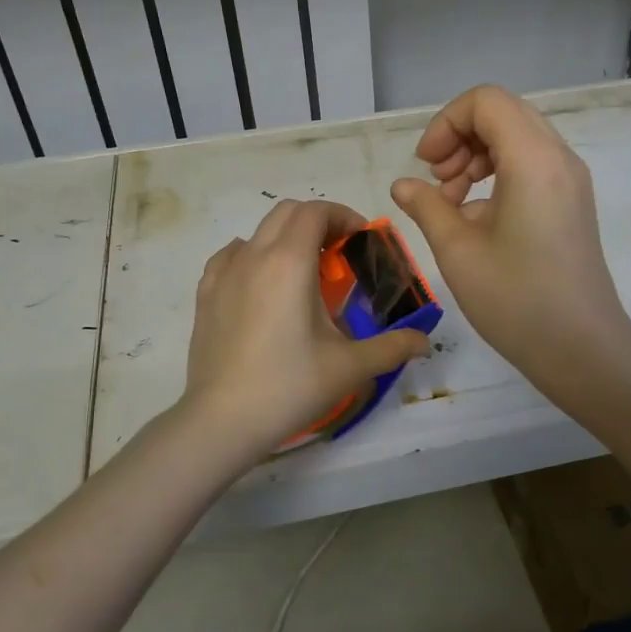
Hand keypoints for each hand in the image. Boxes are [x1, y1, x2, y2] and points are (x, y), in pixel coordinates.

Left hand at [180, 199, 430, 463]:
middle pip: (287, 211)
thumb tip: (424, 341)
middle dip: (317, 221)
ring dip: (286, 237)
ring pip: (258, 231)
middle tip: (339, 252)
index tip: (361, 239)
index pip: (316, 211)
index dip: (343, 215)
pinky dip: (253, 254)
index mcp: (290, 262)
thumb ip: (392, 347)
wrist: (223, 420)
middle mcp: (254, 255)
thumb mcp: (350, 367)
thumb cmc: (290, 386)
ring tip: (303, 271)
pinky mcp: (206, 293)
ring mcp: (224, 273)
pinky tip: (262, 282)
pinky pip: (231, 255)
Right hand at [390, 84, 630, 386]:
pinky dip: (499, 173)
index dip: (446, 123)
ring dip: (478, 156)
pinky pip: (532, 164)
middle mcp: (559, 157)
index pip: (486, 102)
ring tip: (453, 202)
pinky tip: (478, 217)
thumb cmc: (516, 299)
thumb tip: (404, 185)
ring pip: (518, 137)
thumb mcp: (458, 251)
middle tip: (438, 183)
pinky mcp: (573, 201)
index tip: (427, 166)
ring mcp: (571, 179)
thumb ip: (427, 206)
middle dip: (461, 138)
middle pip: (503, 114)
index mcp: (533, 159)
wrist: (582, 347)